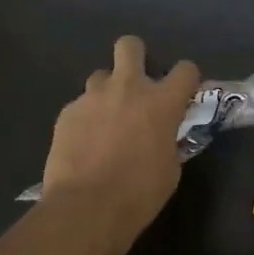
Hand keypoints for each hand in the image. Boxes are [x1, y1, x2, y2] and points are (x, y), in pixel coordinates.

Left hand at [39, 36, 200, 254]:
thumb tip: (164, 136)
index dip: (186, 79)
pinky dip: (86, 119)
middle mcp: (127, 88)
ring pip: (101, 76)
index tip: (183, 93)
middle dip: (136, 57)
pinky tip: (84, 144)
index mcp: (161, 102)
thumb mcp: (170, 169)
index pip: (185, 70)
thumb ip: (169, 141)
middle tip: (136, 86)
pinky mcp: (66, 113)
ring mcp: (92, 97)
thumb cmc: (139, 194)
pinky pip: (80, 106)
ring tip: (106, 121)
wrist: (86, 208)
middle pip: (130, 46)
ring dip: (108, 92)